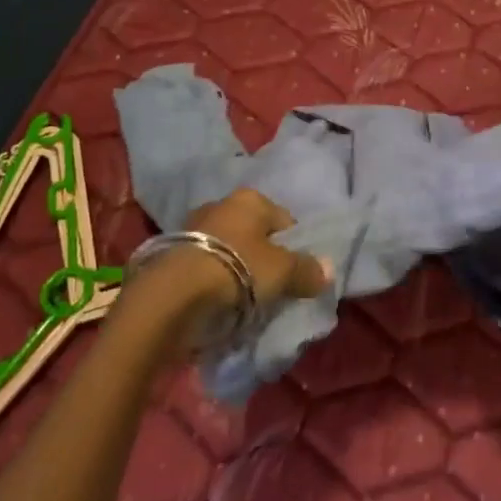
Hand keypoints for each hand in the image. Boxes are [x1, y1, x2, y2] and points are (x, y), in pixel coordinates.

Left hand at [119, 189, 332, 352]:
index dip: (293, 247)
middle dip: (262, 257)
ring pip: (227, 249)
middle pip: (254, 234)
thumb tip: (329, 270)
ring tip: (242, 300)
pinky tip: (216, 302)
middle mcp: (220, 204)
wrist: (172, 294)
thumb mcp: (283, 272)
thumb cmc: (237, 270)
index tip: (294, 275)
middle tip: (270, 287)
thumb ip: (308, 269)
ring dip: (235, 269)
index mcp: (250, 199)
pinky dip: (212, 281)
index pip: (284, 220)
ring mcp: (192, 227)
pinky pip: (204, 266)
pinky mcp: (170, 254)